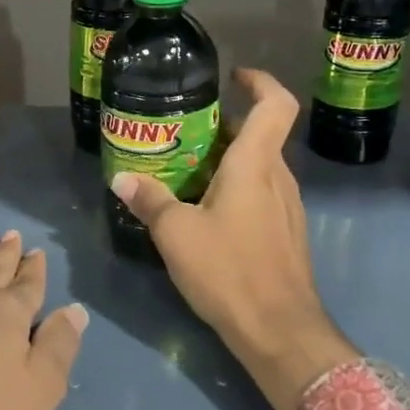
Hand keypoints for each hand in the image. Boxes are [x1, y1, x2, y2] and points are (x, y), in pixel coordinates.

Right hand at [110, 68, 355, 409]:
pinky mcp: (286, 233)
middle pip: (260, 135)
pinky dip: (236, 188)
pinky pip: (262, 194)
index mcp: (256, 165)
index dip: (259, 82)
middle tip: (183, 133)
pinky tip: (206, 213)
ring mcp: (287, 207)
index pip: (275, 104)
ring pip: (260, 167)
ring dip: (228, 160)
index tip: (232, 78)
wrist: (280, 332)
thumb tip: (122, 178)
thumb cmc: (230, 271)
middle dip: (224, 127)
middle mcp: (279, 177)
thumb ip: (150, 201)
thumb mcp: (177, 234)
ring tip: (186, 172)